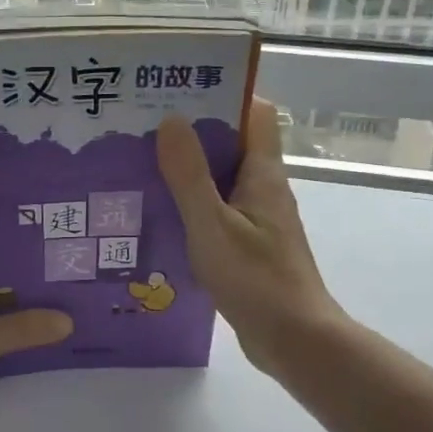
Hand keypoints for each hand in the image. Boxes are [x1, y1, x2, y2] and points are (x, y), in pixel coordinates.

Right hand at [158, 97, 345, 380]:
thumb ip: (189, 175)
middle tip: (141, 127)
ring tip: (138, 165)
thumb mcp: (212, 225)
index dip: (223, 94)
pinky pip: (215, 211)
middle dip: (190, 132)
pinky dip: (189, 205)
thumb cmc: (256, 280)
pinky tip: (155, 215)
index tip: (180, 90)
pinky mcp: (247, 245)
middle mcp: (263, 188)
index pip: (254, 113)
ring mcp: (256, 218)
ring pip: (219, 179)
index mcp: (262, 174)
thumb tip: (171, 119)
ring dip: (186, 171)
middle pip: (230, 143)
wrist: (294, 341)